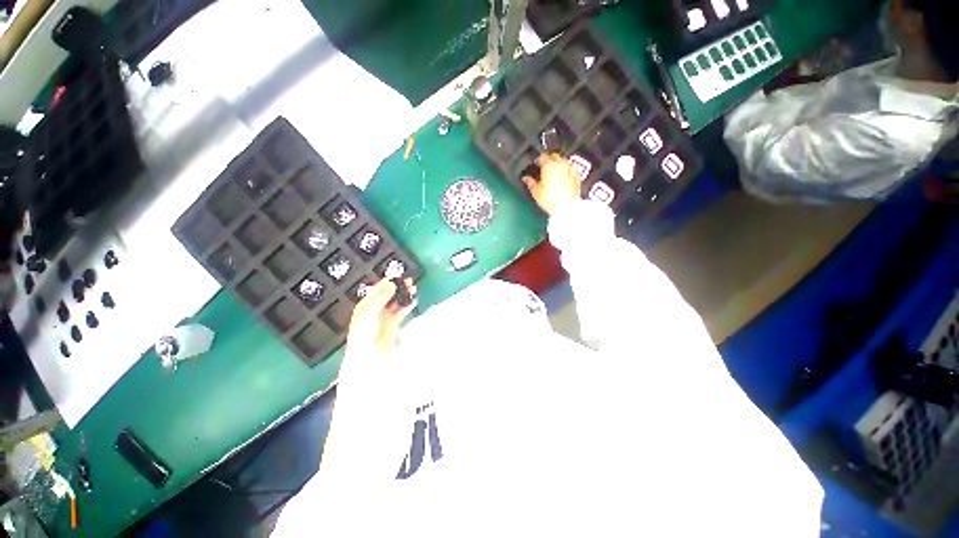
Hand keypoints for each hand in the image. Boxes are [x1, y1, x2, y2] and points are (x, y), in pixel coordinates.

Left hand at [347, 278, 417, 352]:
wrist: (368, 356)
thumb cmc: (363, 333)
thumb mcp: (370, 311)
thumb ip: (382, 297)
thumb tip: (392, 284)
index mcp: (366, 305)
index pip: (377, 290)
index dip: (387, 282)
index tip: (397, 275)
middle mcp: (375, 309)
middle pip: (388, 295)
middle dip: (398, 288)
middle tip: (408, 281)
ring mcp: (385, 317)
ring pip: (396, 302)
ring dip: (404, 295)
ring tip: (413, 289)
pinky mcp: (393, 324)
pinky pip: (402, 312)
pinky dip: (408, 306)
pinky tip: (414, 300)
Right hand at [522, 154, 582, 215]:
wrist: (567, 207)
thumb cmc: (549, 199)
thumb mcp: (536, 192)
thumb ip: (530, 183)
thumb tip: (525, 178)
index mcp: (549, 165)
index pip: (542, 157)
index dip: (538, 160)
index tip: (536, 165)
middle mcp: (560, 163)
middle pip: (554, 156)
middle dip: (549, 160)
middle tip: (544, 168)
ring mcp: (570, 168)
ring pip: (563, 160)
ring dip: (558, 163)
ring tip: (554, 172)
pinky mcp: (577, 175)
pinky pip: (570, 168)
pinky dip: (566, 169)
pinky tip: (563, 177)